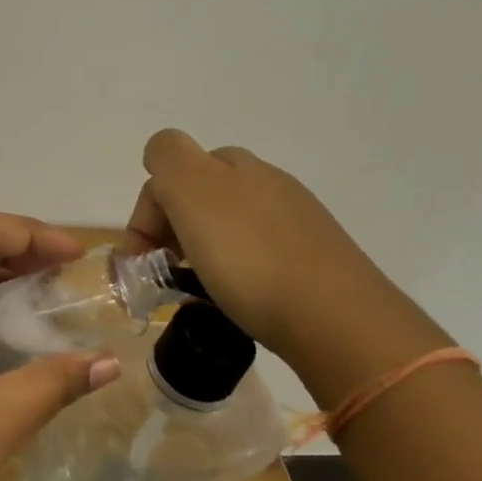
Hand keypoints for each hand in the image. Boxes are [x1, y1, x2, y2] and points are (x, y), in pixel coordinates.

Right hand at [126, 130, 416, 364]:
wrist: (338, 322)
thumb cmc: (250, 257)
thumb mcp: (193, 190)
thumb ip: (167, 158)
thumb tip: (161, 163)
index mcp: (233, 164)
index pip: (167, 169)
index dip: (147, 210)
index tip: (143, 256)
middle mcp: (266, 182)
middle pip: (197, 195)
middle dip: (170, 229)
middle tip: (165, 273)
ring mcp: (294, 220)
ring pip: (226, 225)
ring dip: (199, 251)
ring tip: (197, 290)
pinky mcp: (313, 260)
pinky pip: (255, 255)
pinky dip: (233, 272)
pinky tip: (235, 297)